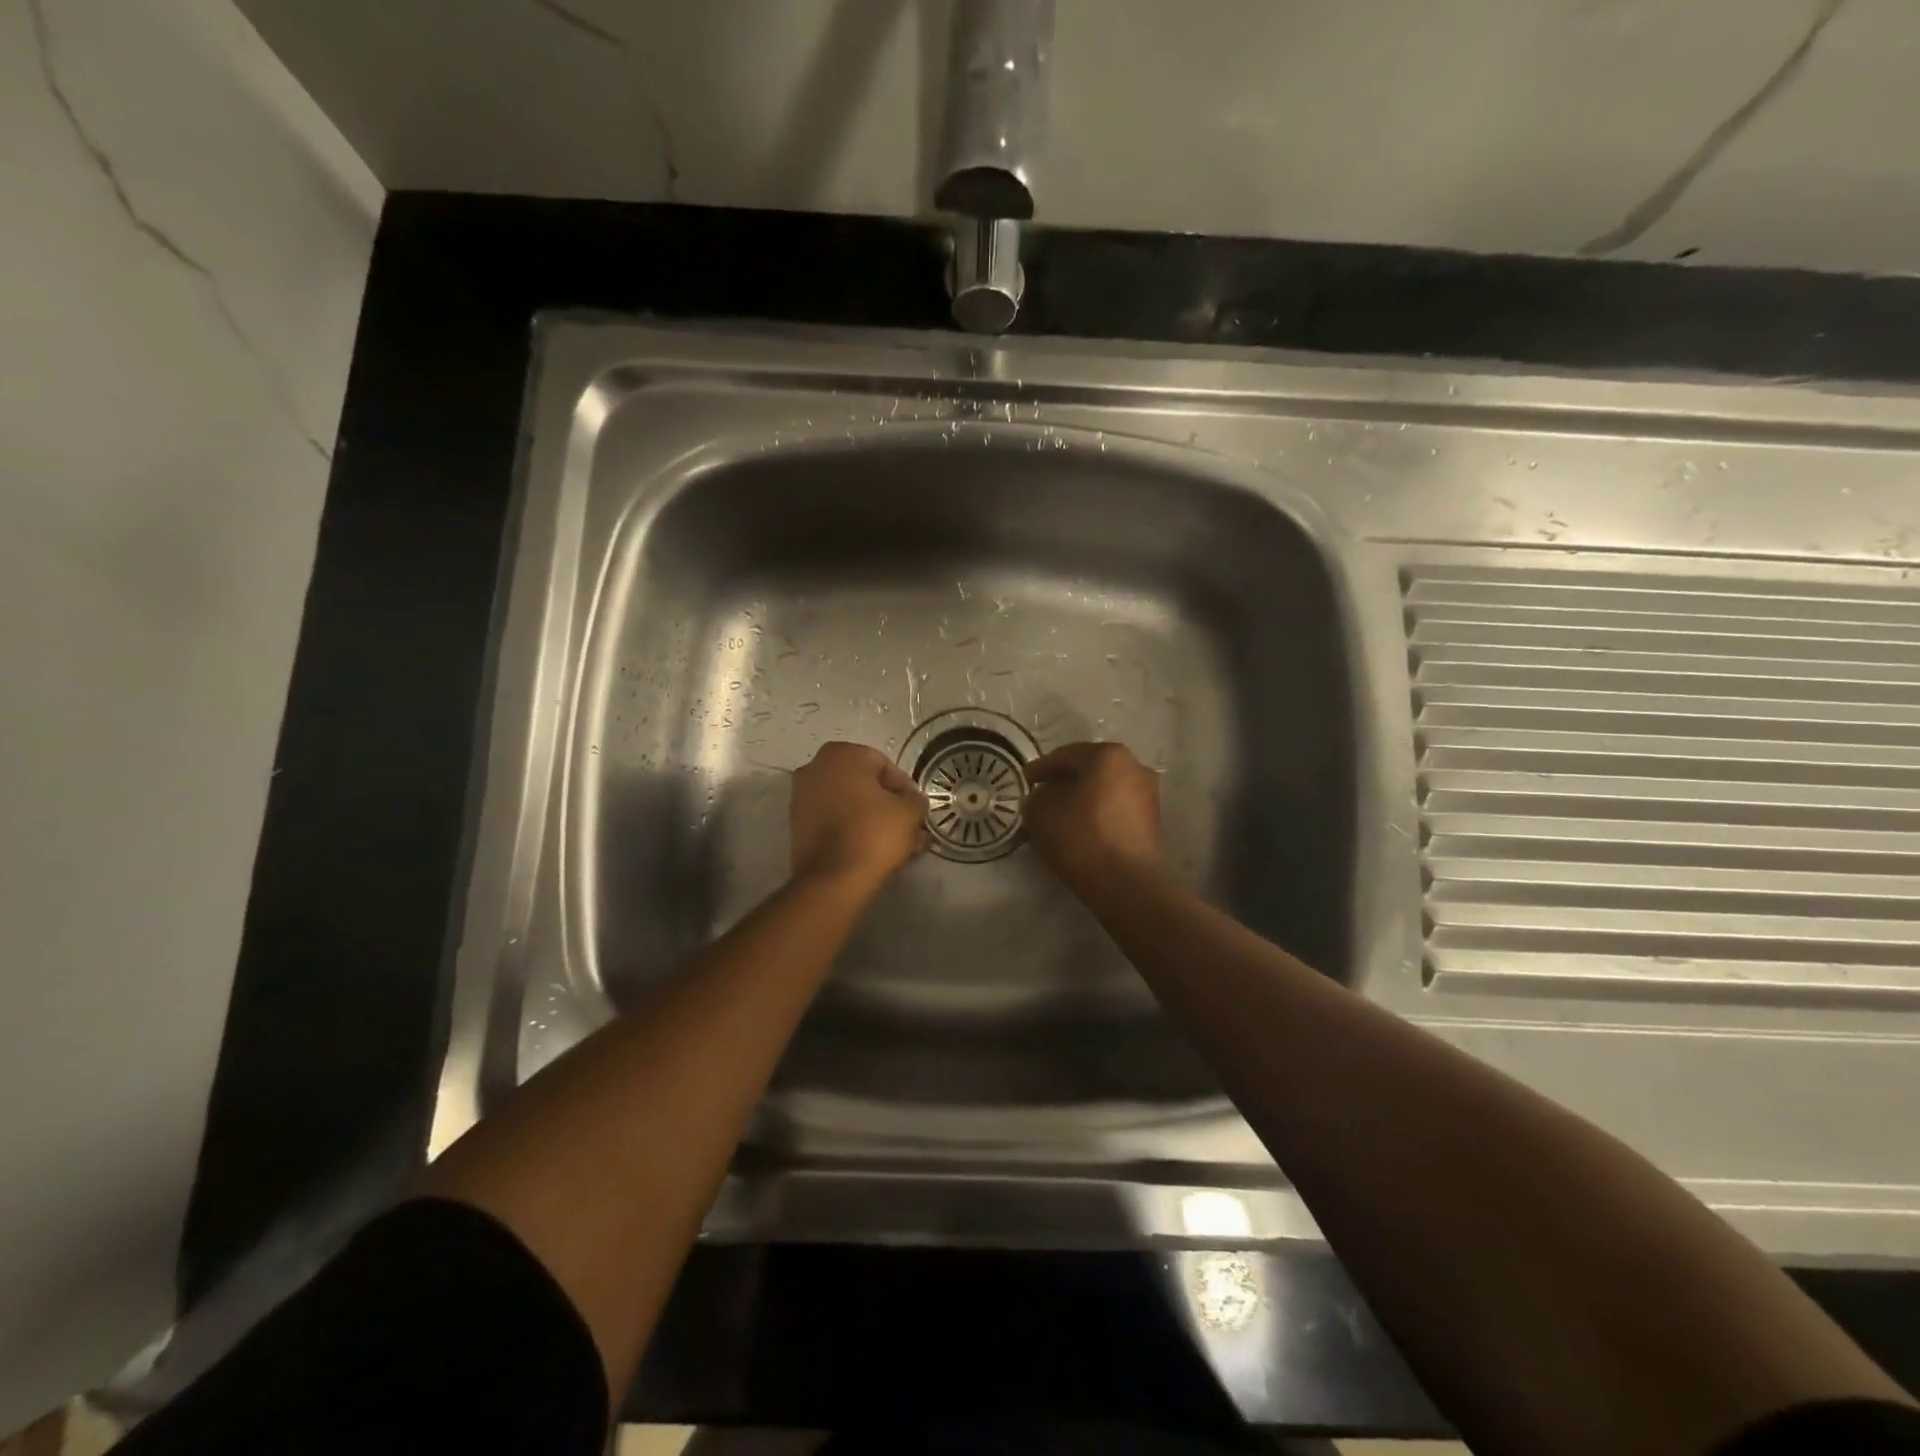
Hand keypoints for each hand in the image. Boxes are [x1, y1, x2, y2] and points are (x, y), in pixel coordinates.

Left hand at [790, 741, 929, 893]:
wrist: (832, 880)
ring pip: (849, 804)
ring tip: (897, 843)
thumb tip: (912, 800)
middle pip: (864, 784)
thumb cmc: (873, 833)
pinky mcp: (797, 825)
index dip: (905, 789)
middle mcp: (815, 767)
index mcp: (842, 754)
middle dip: (888, 805)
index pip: (884, 765)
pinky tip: (874, 849)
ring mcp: (801, 796)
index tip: (917, 810)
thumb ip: (916, 799)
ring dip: (873, 819)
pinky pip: (833, 820)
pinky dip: (852, 829)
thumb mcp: (910, 812)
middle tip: (909, 826)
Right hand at [1023, 741, 1162, 897]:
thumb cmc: (1082, 837)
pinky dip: (1095, 816)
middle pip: (1088, 771)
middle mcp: (1134, 768)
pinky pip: (1114, 811)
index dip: (1040, 768)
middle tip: (1039, 798)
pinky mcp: (1151, 824)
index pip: (1066, 755)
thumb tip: (1041, 799)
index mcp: (1109, 755)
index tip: (1024, 781)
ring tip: (1056, 819)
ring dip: (1079, 801)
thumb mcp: (1041, 813)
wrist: (1127, 884)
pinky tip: (1077, 832)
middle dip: (1062, 784)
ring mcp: (1147, 796)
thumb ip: (1035, 799)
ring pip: (1102, 792)